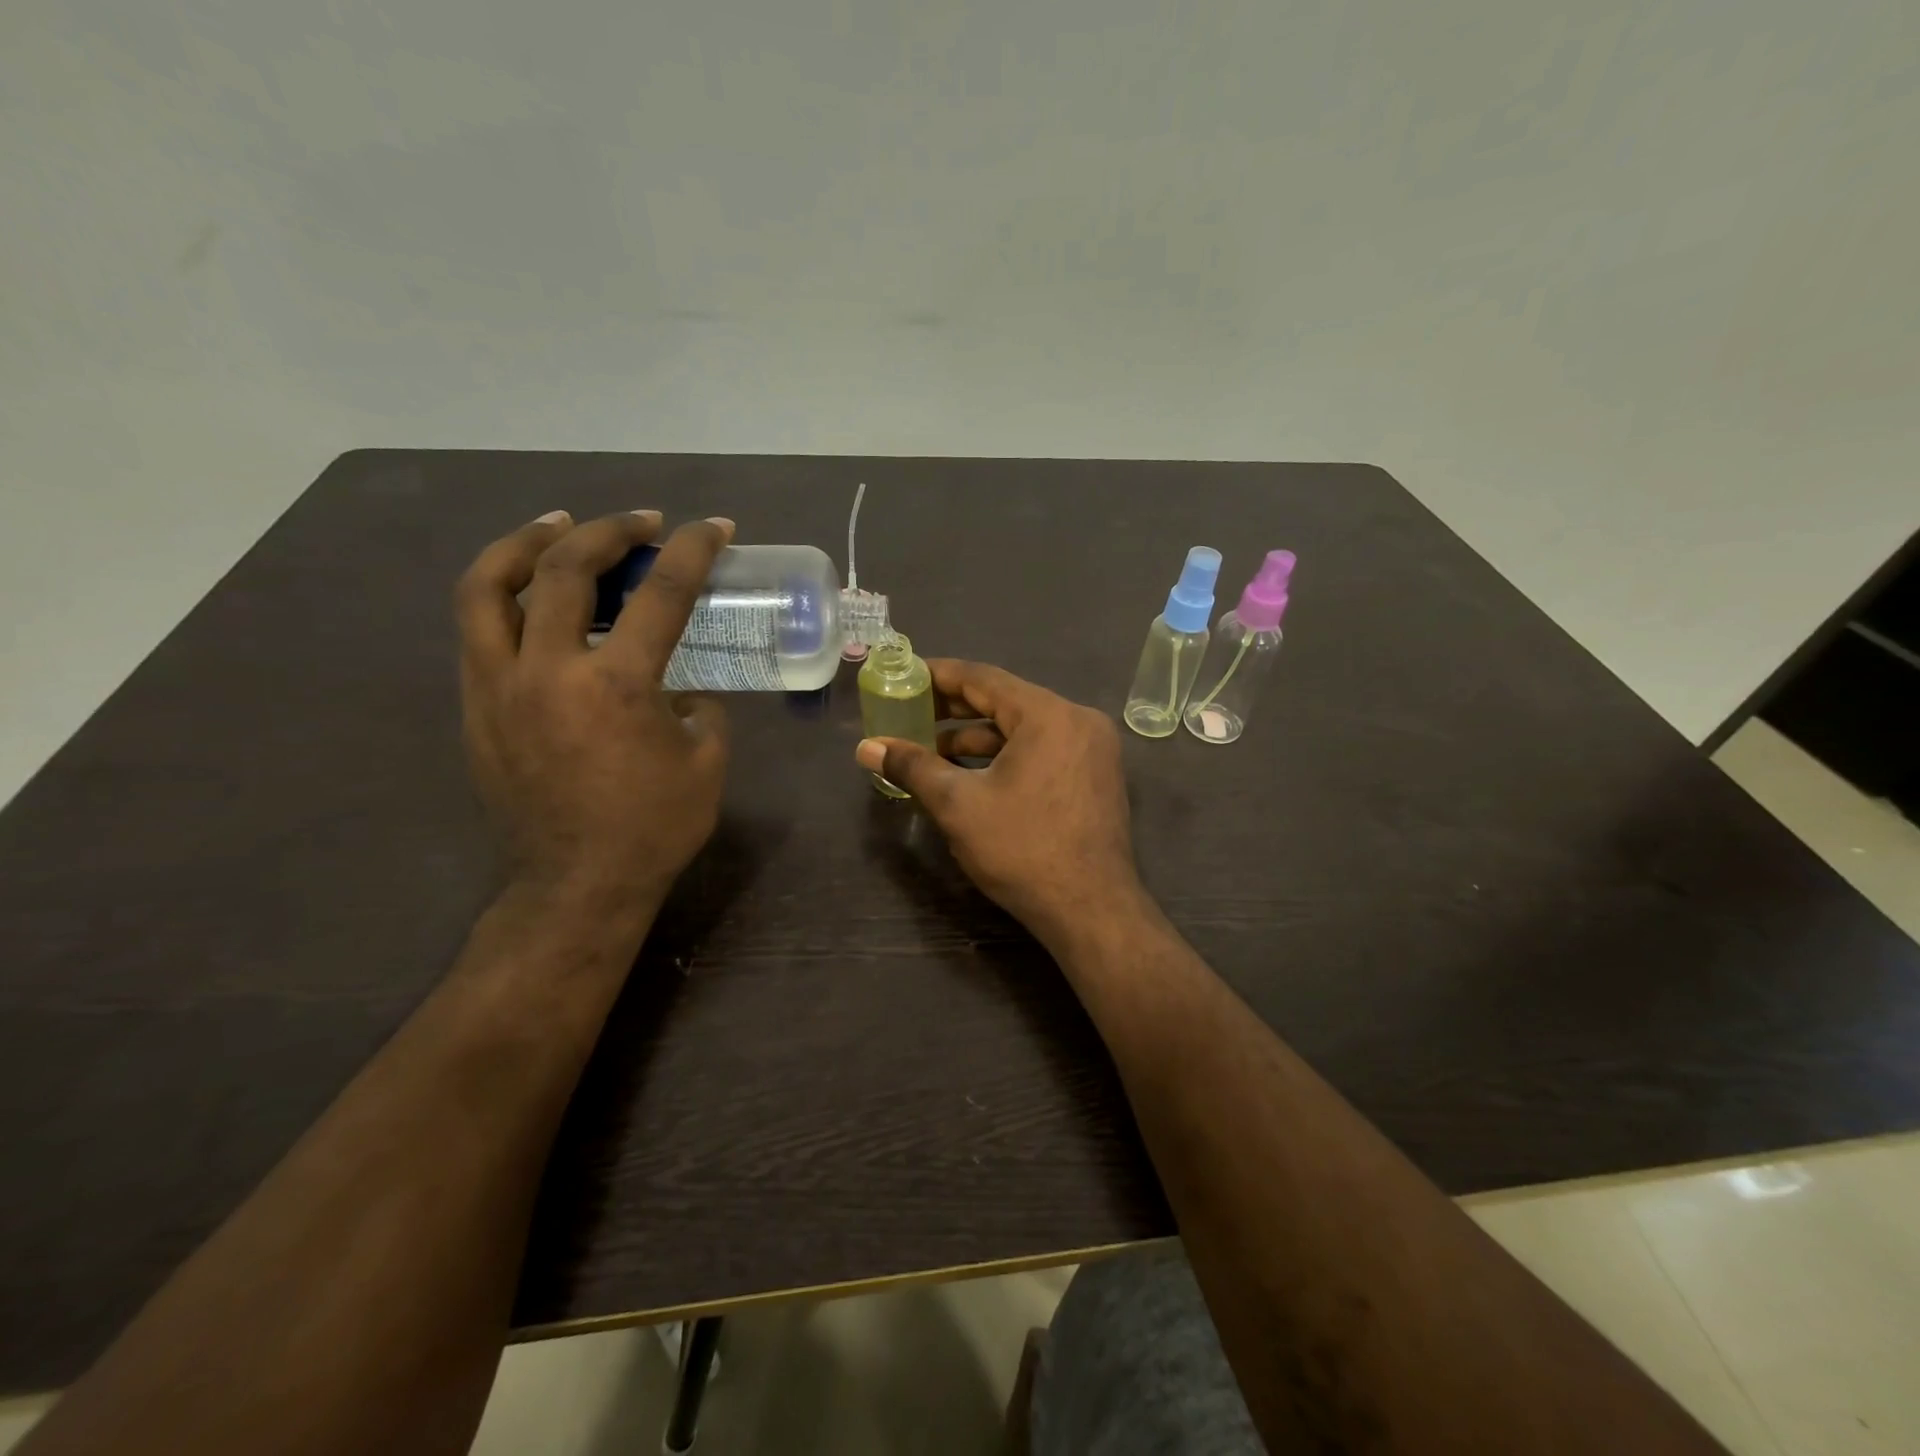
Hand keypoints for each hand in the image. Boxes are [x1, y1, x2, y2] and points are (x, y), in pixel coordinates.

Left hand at [456, 509, 732, 923]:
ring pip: (488, 587)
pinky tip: (532, 597)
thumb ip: (698, 708)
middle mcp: (548, 671)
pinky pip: (478, 631)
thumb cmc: (654, 827)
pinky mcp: (475, 708)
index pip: (660, 594)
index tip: (714, 527)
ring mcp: (498, 687)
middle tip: (639, 522)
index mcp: (617, 685)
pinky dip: (504, 596)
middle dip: (607, 530)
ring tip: (556, 526)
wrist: (576, 885)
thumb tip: (679, 689)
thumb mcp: (706, 762)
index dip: (692, 550)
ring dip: (526, 543)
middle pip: (564, 570)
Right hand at [855, 660, 1145, 947]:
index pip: (983, 678)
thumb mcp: (959, 804)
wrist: (1091, 911)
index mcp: (1048, 714)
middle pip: (1005, 700)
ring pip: (1024, 729)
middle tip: (910, 713)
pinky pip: (1043, 750)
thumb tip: (866, 748)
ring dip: (978, 737)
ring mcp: (1093, 749)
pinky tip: (971, 773)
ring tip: (931, 750)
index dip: (938, 675)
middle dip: (954, 710)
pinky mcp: (1095, 776)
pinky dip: (1006, 756)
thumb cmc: (1023, 850)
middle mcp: (1077, 720)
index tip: (904, 677)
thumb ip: (912, 767)